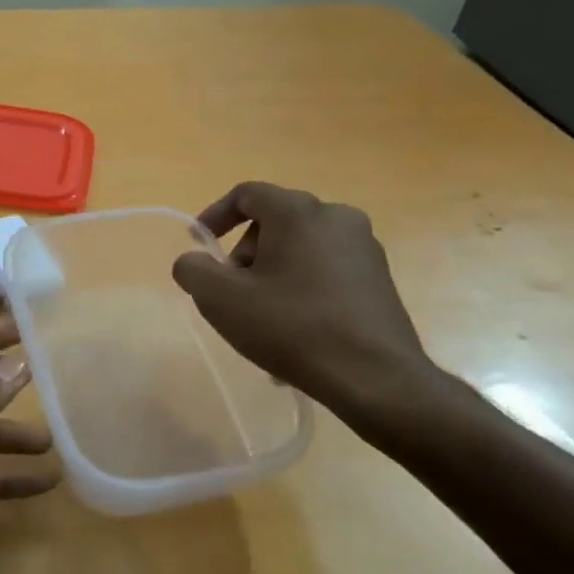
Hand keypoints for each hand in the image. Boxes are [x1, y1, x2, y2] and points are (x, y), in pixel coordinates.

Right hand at [171, 182, 441, 424]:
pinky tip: (294, 334)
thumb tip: (193, 262)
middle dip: (245, 254)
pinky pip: (325, 272)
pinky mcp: (380, 279)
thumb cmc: (292, 328)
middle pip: (274, 222)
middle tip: (232, 293)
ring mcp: (364, 248)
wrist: (376, 379)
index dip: (215, 215)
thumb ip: (193, 270)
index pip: (247, 193)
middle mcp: (336, 218)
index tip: (199, 245)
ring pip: (300, 250)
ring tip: (261, 321)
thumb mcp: (221, 300)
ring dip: (272, 276)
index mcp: (298, 212)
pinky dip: (301, 290)